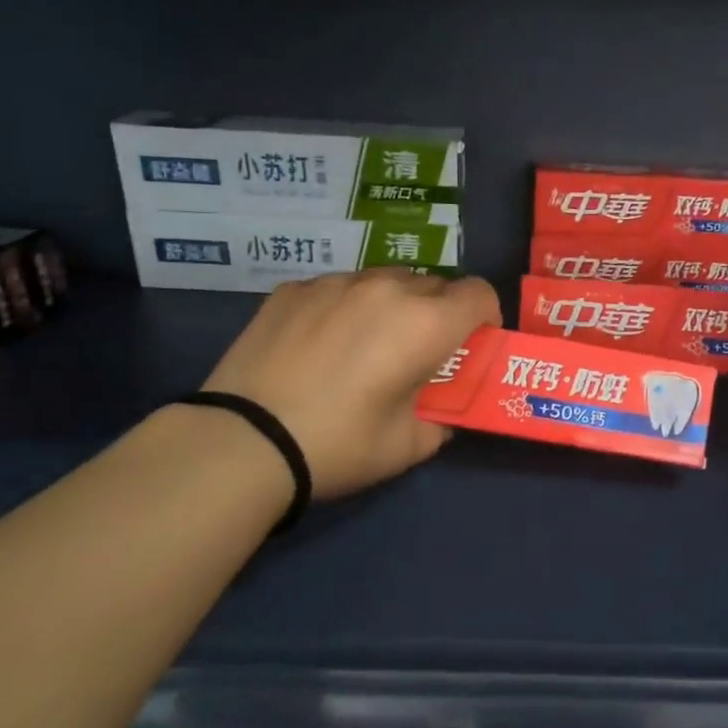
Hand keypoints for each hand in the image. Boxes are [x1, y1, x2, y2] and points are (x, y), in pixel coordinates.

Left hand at [201, 269, 500, 499]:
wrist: (244, 441)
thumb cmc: (339, 445)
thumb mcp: (409, 446)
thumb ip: (441, 417)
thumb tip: (440, 408)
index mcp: (425, 324)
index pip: (479, 293)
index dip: (483, 317)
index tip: (469, 344)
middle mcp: (386, 289)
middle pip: (434, 284)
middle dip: (438, 314)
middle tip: (417, 353)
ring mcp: (335, 283)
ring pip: (385, 281)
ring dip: (392, 306)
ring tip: (364, 346)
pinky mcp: (294, 288)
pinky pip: (339, 288)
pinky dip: (345, 308)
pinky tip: (320, 346)